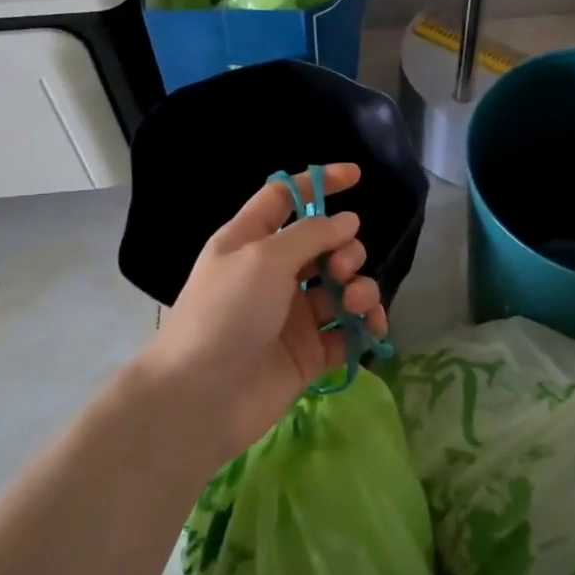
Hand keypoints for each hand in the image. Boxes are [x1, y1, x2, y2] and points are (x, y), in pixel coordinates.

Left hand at [136, 164, 386, 463]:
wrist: (202, 398)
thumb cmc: (225, 314)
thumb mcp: (264, 258)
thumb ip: (311, 234)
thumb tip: (349, 222)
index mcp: (250, 241)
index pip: (286, 198)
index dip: (318, 183)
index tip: (356, 176)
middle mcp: (273, 273)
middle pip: (324, 244)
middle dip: (345, 249)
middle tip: (339, 268)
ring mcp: (293, 314)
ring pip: (342, 286)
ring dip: (359, 286)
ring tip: (355, 302)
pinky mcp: (310, 351)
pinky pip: (348, 329)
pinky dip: (365, 324)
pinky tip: (372, 328)